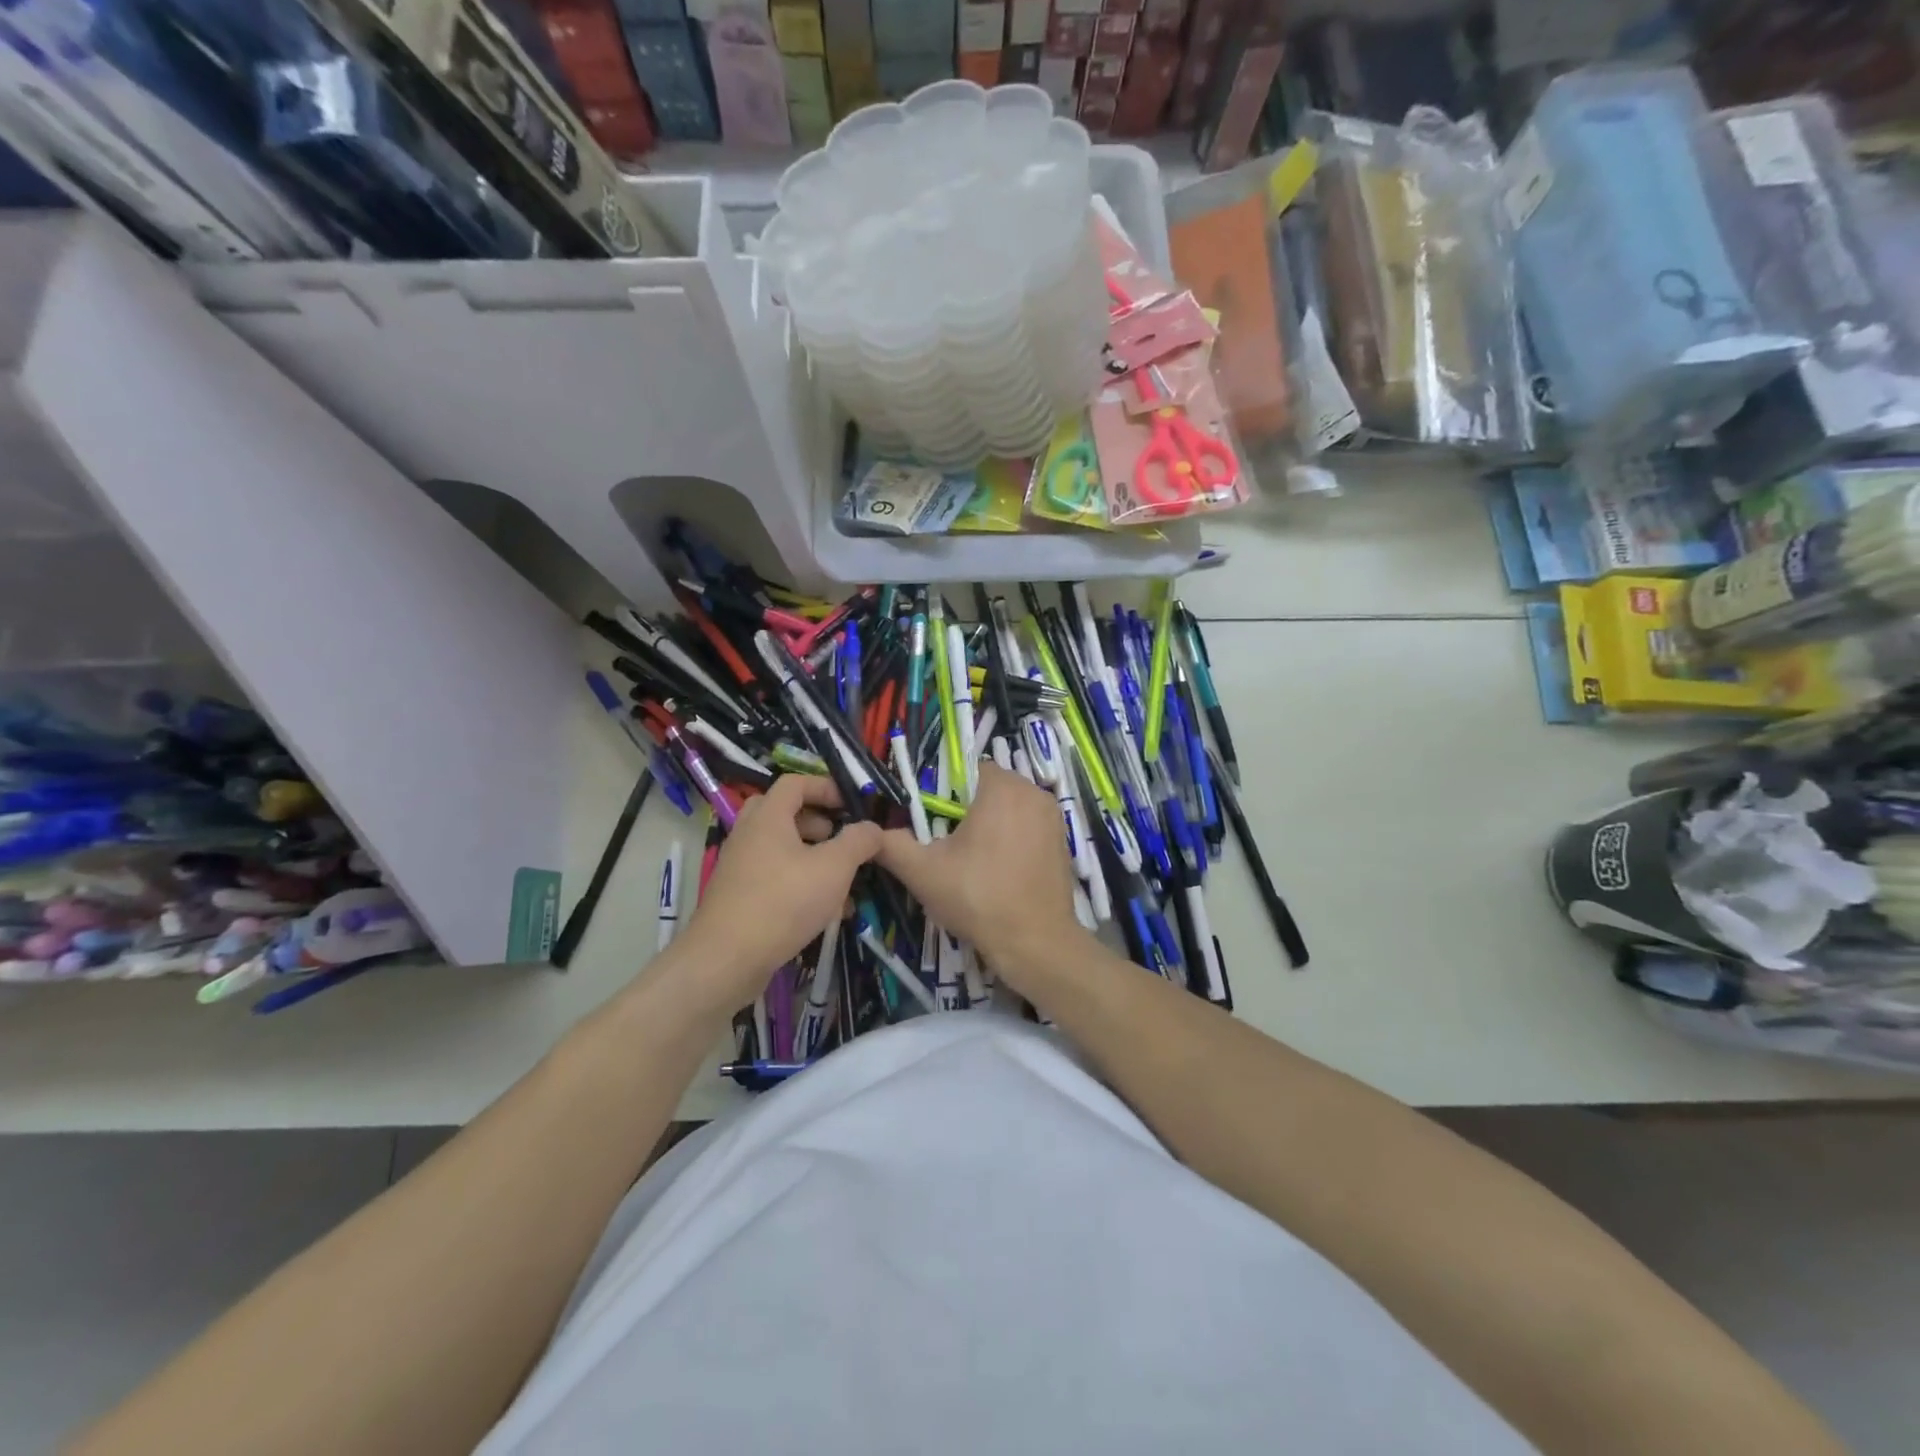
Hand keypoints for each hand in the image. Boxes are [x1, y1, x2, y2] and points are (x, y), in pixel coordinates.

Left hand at [675, 775, 882, 1012]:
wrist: (727, 959)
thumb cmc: (784, 901)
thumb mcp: (834, 867)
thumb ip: (859, 841)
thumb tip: (873, 828)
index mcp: (768, 817)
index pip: (795, 783)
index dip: (826, 787)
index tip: (852, 805)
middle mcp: (748, 835)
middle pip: (783, 813)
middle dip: (817, 823)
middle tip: (840, 839)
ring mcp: (740, 867)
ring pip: (781, 849)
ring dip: (813, 857)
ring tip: (843, 881)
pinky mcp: (738, 897)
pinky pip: (774, 877)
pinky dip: (800, 883)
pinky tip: (826, 911)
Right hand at [875, 763, 1084, 990]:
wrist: (1035, 943)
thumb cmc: (978, 898)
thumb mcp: (923, 872)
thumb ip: (891, 844)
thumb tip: (868, 833)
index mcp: (1002, 788)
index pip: (966, 770)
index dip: (945, 793)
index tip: (932, 823)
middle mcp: (1034, 792)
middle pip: (988, 788)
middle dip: (967, 810)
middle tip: (948, 845)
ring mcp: (1053, 818)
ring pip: (1010, 808)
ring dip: (991, 824)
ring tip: (972, 861)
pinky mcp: (1063, 841)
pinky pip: (1028, 827)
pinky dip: (1012, 840)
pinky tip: (999, 871)